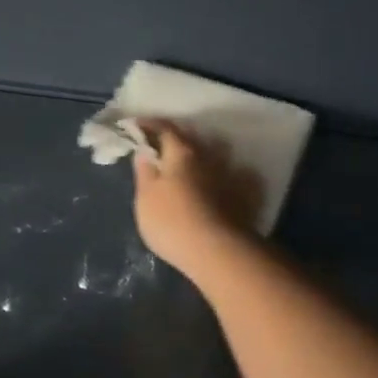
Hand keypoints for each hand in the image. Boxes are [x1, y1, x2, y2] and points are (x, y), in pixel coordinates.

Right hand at [131, 121, 263, 277]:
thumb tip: (145, 151)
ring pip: (213, 154)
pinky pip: (232, 174)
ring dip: (200, 156)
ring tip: (189, 166)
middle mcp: (209, 155)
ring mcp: (229, 174)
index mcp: (182, 151)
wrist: (217, 252)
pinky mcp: (244, 195)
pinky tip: (217, 184)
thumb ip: (144, 171)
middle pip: (191, 138)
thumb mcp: (146, 197)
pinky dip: (221, 174)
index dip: (148, 124)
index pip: (164, 127)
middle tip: (160, 148)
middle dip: (175, 139)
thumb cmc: (171, 222)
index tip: (134, 127)